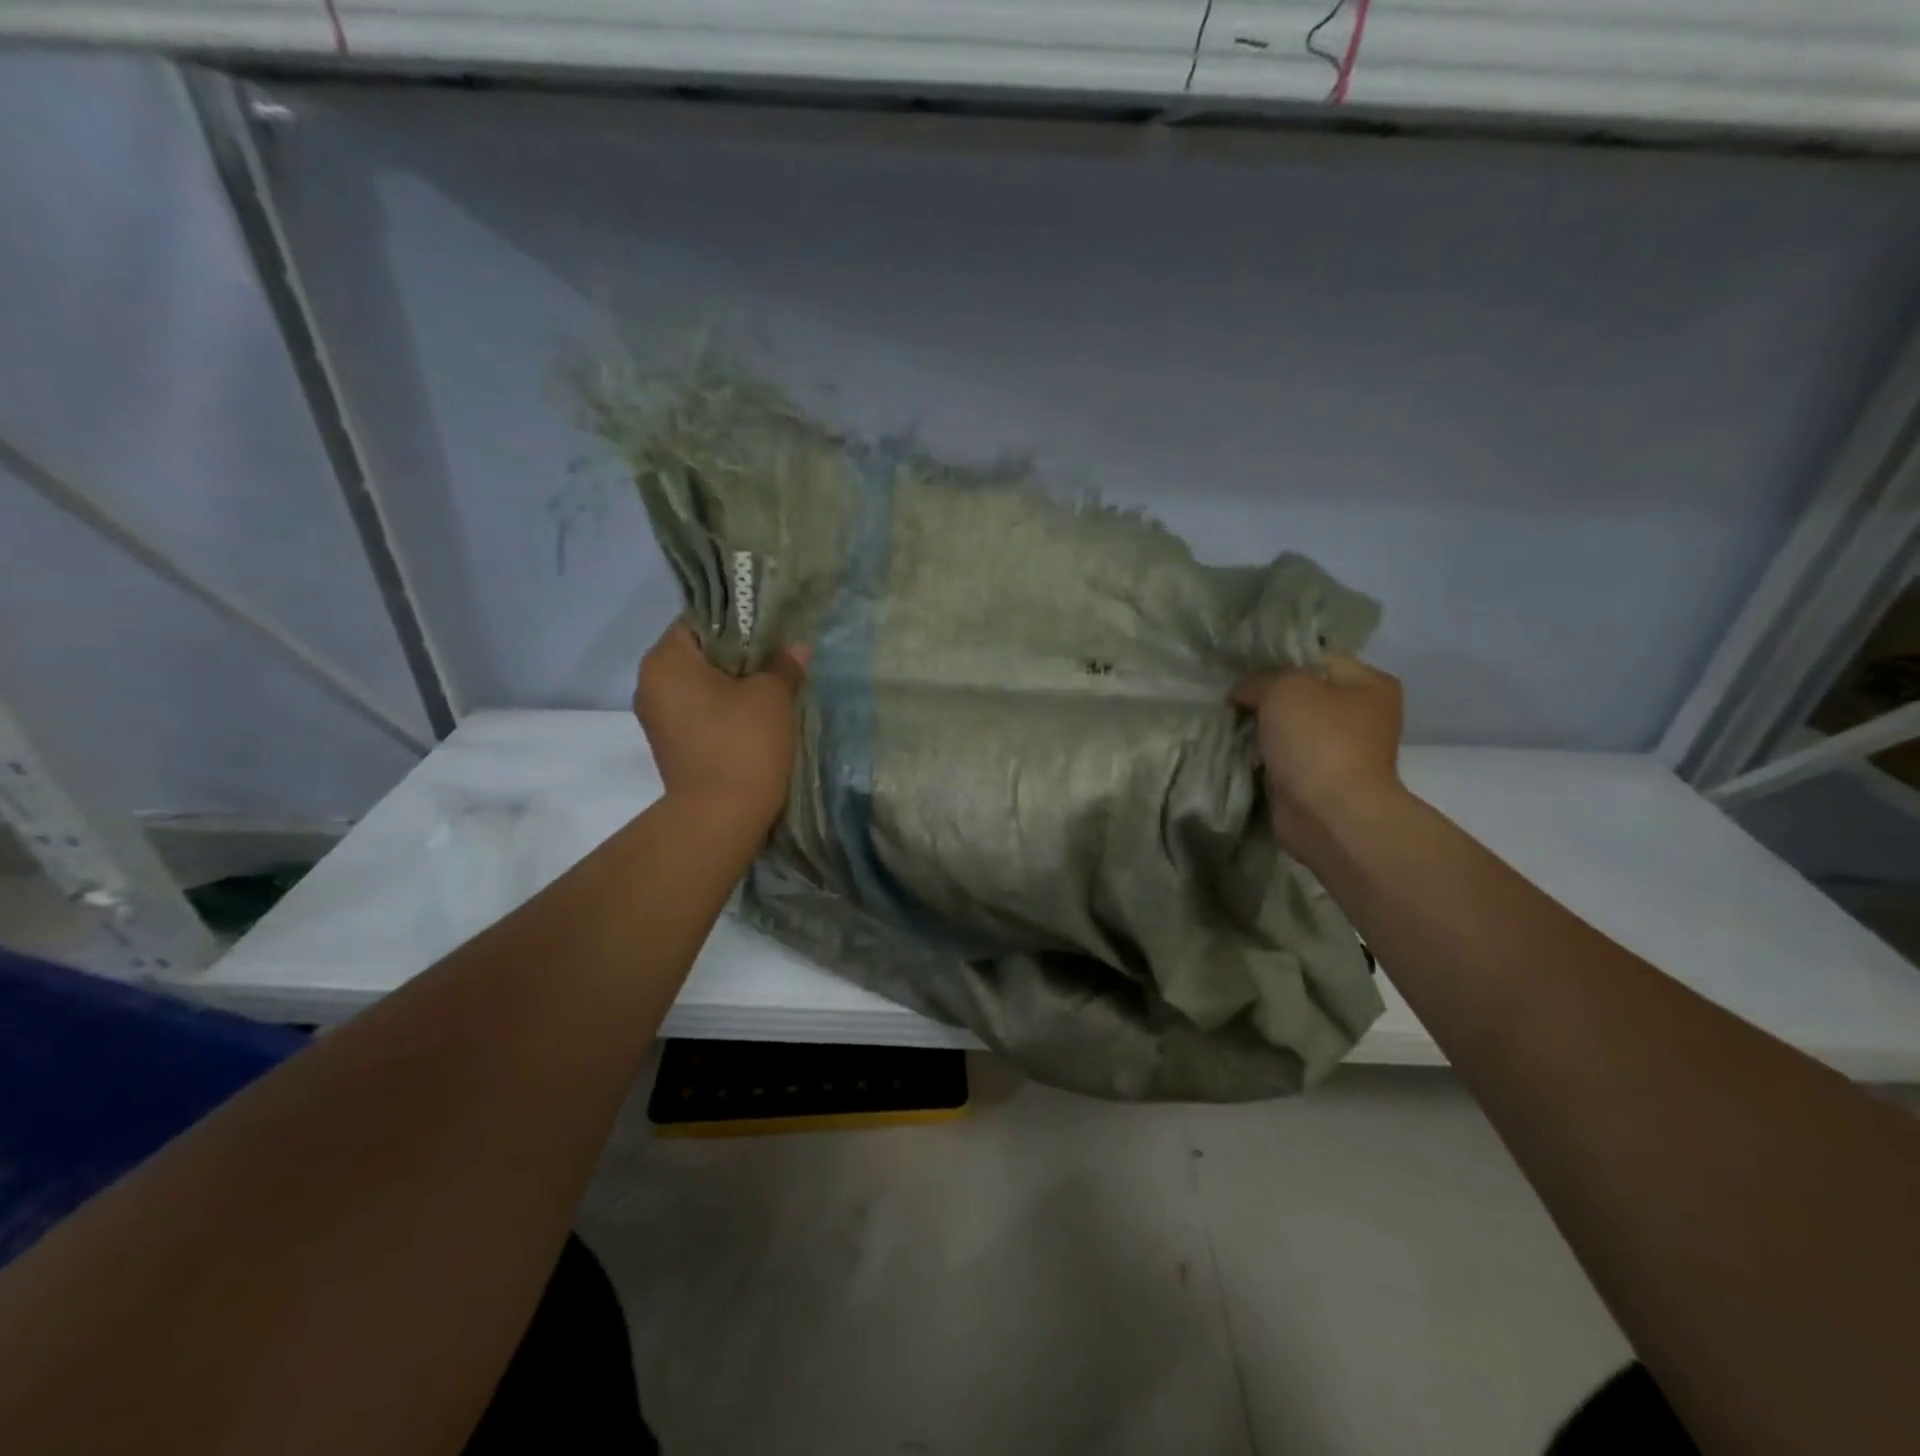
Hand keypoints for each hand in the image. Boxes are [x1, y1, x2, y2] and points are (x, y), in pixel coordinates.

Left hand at [633, 622, 809, 827]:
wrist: (721, 816)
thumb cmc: (743, 743)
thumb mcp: (772, 696)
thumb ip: (783, 664)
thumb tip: (796, 648)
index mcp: (665, 661)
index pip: (699, 621)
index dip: (738, 623)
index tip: (770, 634)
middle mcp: (650, 684)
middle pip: (698, 654)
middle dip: (737, 656)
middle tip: (777, 661)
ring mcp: (657, 718)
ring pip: (699, 685)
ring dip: (732, 685)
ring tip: (770, 691)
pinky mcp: (670, 745)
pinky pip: (698, 712)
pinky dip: (723, 710)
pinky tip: (754, 719)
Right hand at [1231, 655, 1405, 844]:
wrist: (1329, 813)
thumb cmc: (1318, 740)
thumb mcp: (1285, 688)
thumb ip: (1260, 679)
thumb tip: (1244, 692)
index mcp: (1369, 683)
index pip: (1317, 656)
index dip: (1278, 658)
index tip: (1242, 667)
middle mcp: (1362, 715)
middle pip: (1303, 693)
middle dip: (1266, 695)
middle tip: (1231, 695)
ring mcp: (1341, 750)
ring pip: (1290, 726)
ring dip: (1262, 727)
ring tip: (1228, 720)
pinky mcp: (1319, 779)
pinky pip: (1284, 756)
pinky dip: (1263, 755)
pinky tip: (1238, 748)